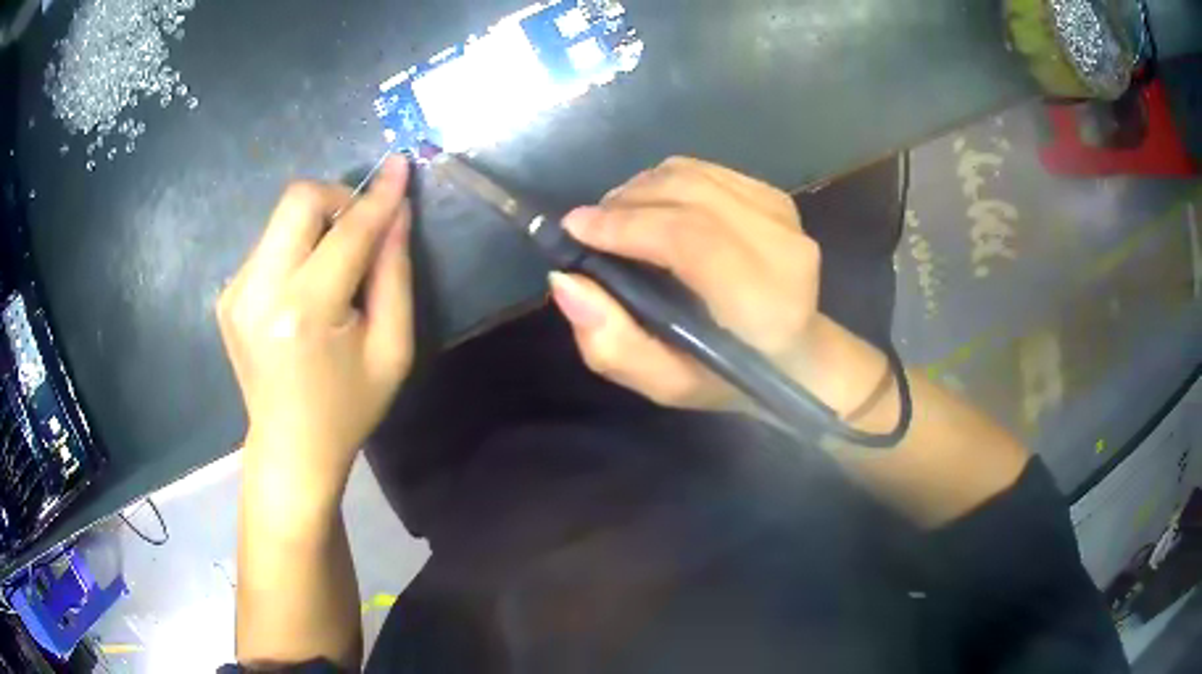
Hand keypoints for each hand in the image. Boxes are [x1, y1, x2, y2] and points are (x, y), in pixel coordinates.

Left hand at [218, 157, 413, 493]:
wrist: (290, 448)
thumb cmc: (348, 407)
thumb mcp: (392, 349)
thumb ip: (395, 274)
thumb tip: (395, 213)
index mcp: (304, 311)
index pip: (348, 231)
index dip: (377, 197)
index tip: (399, 167)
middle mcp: (260, 291)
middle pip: (298, 200)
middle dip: (336, 198)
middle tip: (358, 229)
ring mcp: (236, 292)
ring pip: (281, 218)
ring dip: (315, 226)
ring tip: (332, 268)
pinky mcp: (227, 296)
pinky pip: (268, 246)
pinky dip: (295, 250)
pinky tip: (304, 290)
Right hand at [549, 156, 821, 410]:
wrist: (797, 353)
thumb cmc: (728, 377)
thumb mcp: (665, 384)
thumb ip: (613, 345)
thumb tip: (565, 281)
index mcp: (762, 306)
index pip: (689, 239)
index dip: (626, 225)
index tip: (576, 228)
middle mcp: (783, 251)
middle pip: (689, 195)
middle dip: (625, 202)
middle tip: (591, 225)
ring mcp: (785, 218)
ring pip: (693, 175)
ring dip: (642, 188)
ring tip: (618, 217)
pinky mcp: (777, 198)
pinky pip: (706, 170)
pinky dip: (667, 181)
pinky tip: (655, 207)